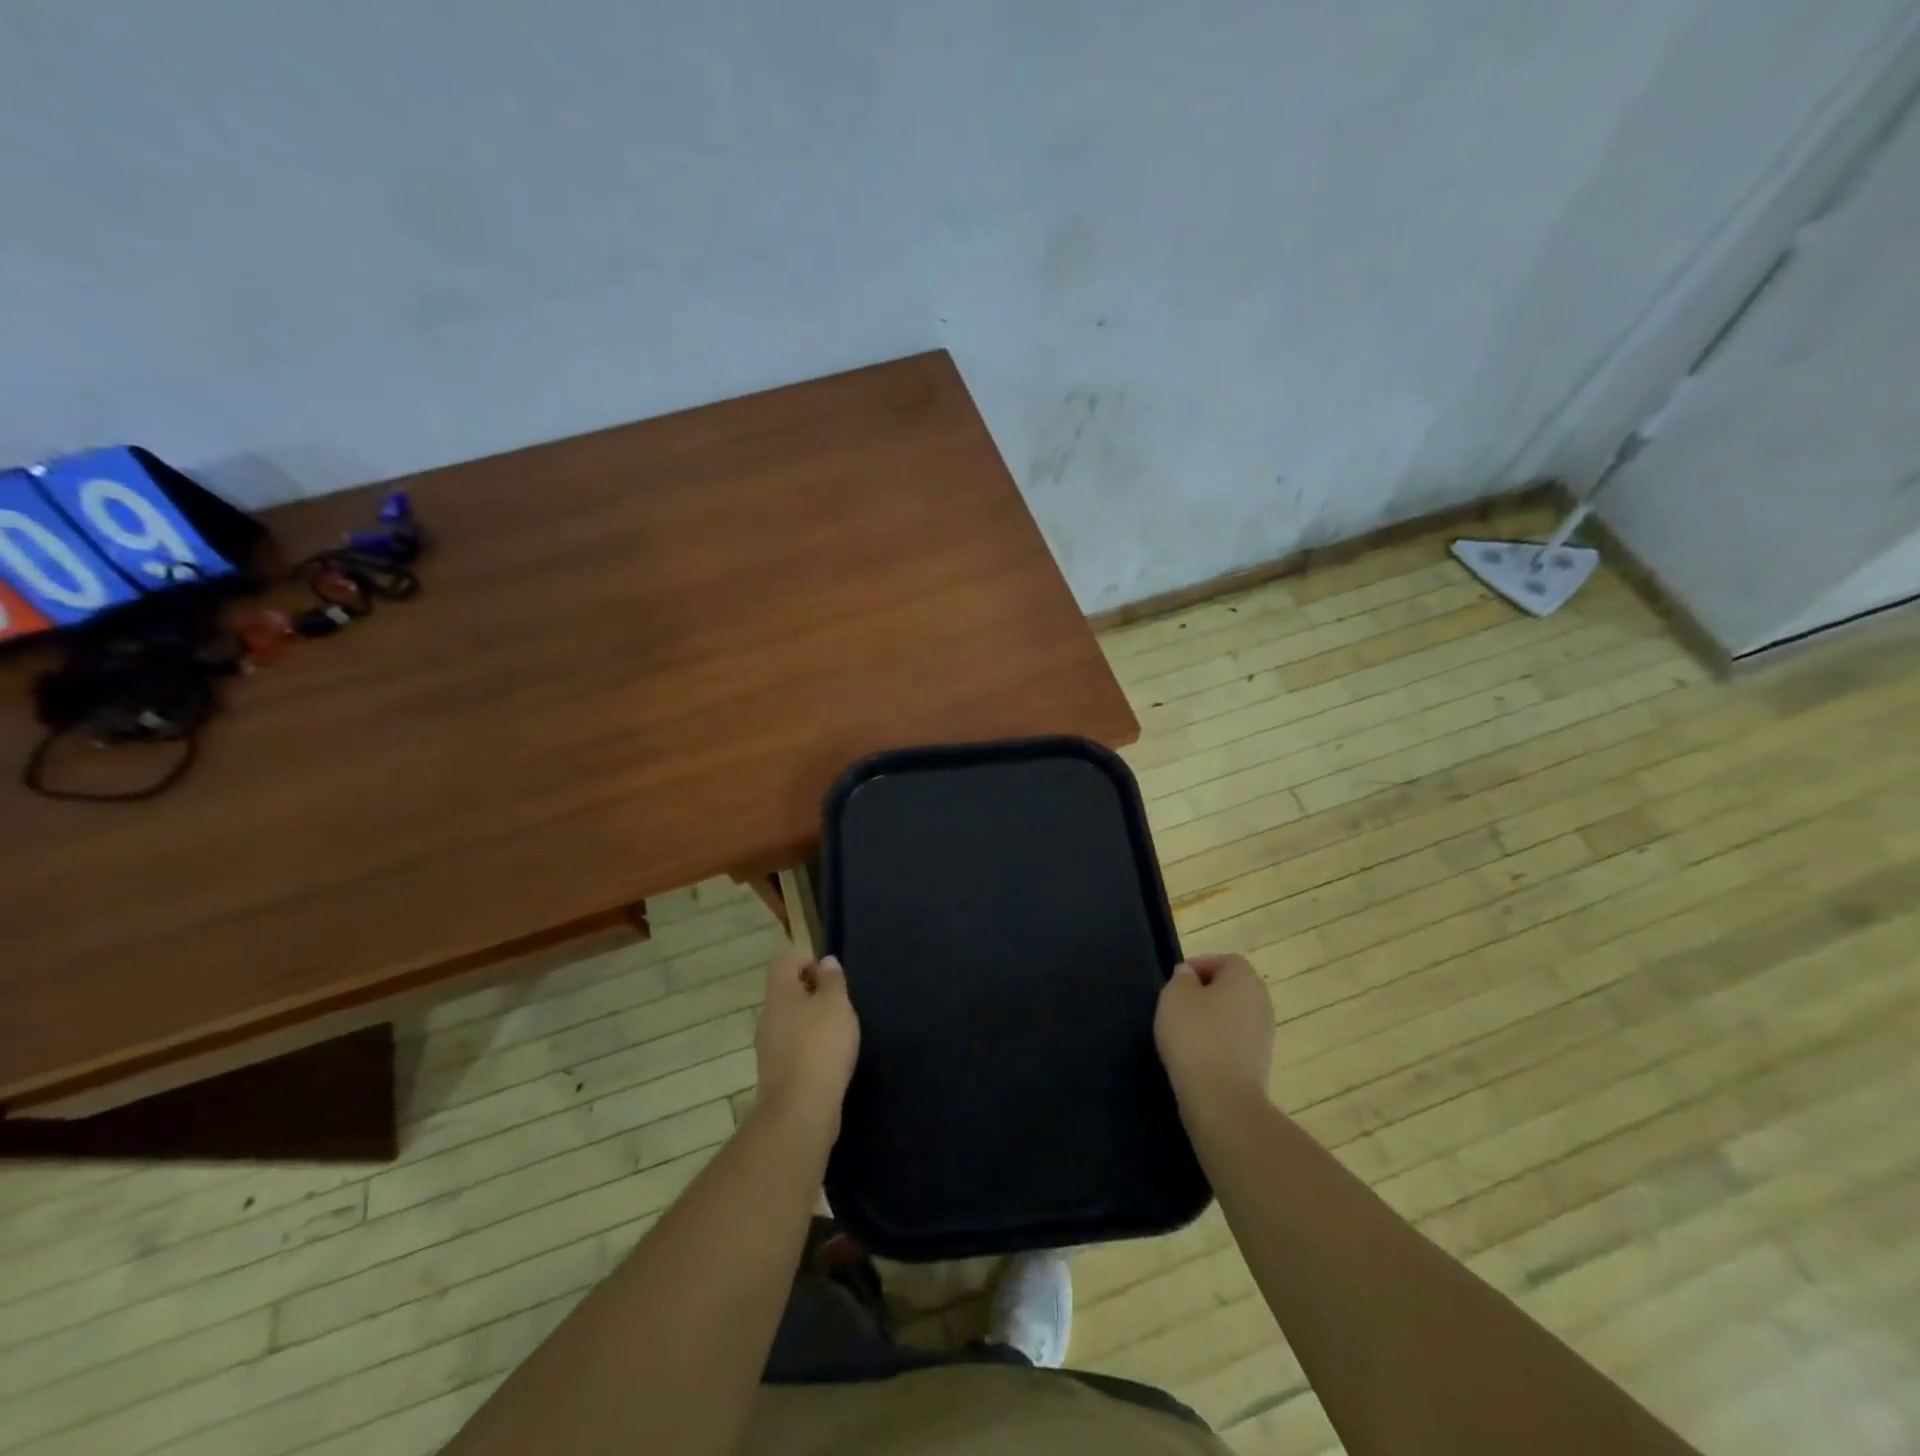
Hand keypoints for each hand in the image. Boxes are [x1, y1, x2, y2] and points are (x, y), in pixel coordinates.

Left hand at [753, 949, 860, 1144]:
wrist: (800, 1111)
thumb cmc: (821, 1046)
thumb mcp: (836, 1004)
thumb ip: (832, 980)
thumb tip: (825, 962)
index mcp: (779, 995)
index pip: (783, 962)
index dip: (806, 960)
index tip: (830, 978)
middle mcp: (768, 1018)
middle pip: (786, 992)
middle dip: (812, 994)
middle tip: (839, 1005)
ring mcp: (768, 1048)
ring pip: (789, 1022)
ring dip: (811, 1022)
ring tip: (838, 1034)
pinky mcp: (776, 1074)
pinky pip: (792, 1048)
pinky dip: (809, 1048)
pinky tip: (829, 1060)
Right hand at [1155, 954, 1274, 1120]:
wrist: (1222, 1099)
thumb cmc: (1196, 1036)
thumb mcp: (1175, 995)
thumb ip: (1181, 978)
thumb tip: (1190, 976)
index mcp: (1245, 979)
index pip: (1225, 960)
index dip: (1199, 966)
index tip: (1175, 982)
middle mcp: (1262, 1002)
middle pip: (1231, 988)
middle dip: (1204, 993)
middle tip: (1177, 1005)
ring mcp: (1264, 1035)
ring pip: (1233, 1015)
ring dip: (1211, 1019)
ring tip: (1183, 1033)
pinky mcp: (1260, 1063)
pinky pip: (1235, 1041)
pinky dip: (1217, 1043)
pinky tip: (1196, 1056)